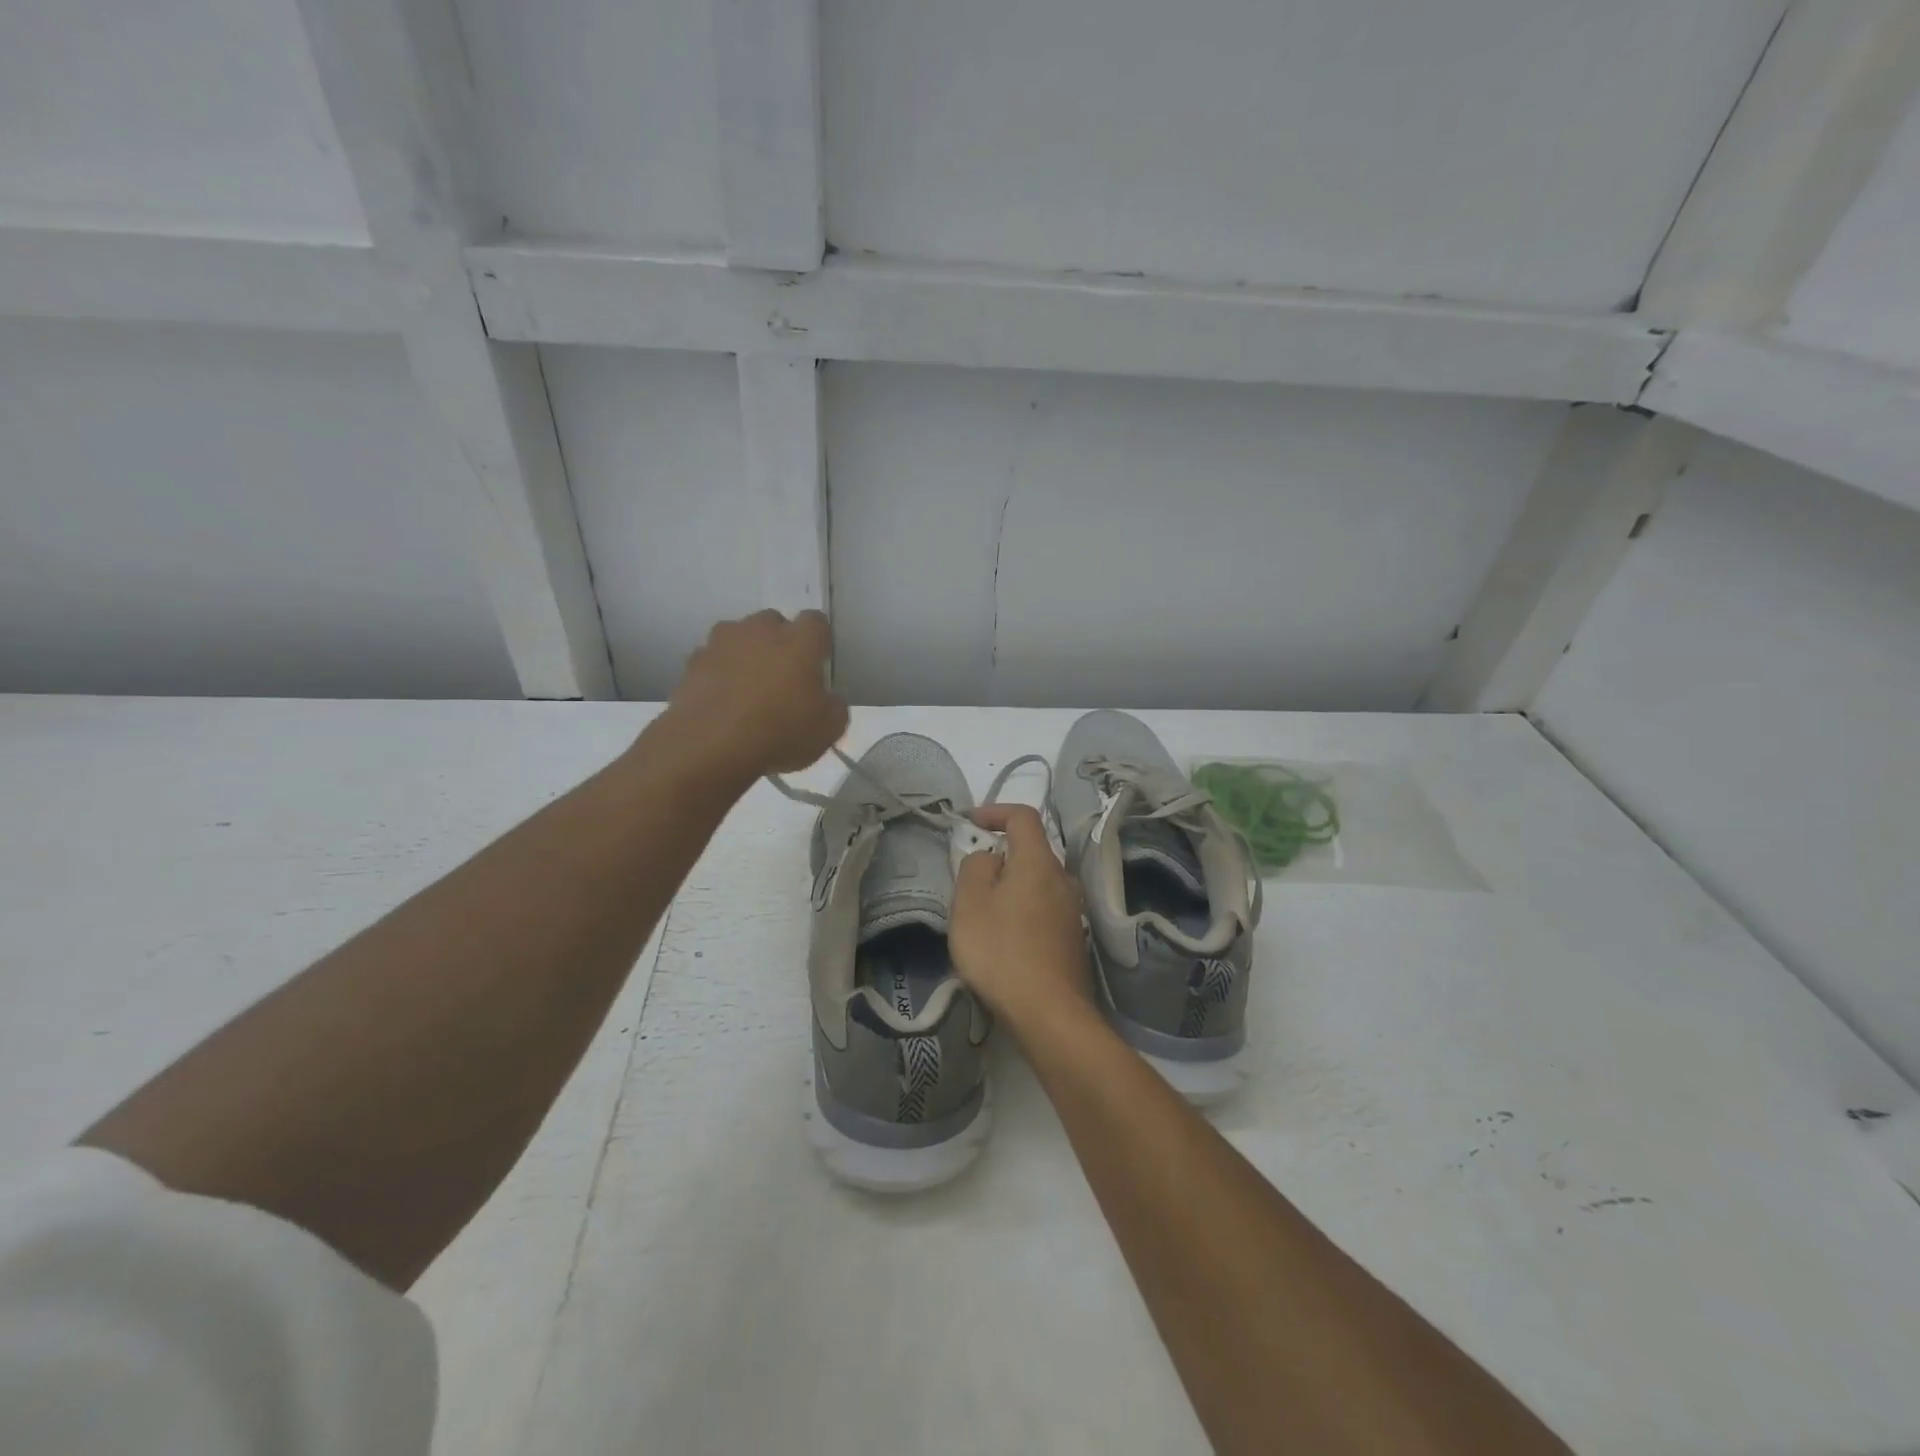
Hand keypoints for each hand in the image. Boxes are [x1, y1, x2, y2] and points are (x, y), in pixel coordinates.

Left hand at [664, 610, 848, 777]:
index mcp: (799, 640)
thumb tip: (827, 699)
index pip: (816, 622)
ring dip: (746, 655)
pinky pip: (712, 661)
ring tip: (748, 690)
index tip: (818, 665)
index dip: (819, 642)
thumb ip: (834, 706)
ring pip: (738, 638)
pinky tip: (722, 703)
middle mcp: (760, 630)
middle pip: (773, 623)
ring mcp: (721, 643)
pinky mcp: (692, 663)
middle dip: (779, 643)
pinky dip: (719, 675)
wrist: (709, 746)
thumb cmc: (780, 732)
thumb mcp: (829, 729)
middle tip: (783, 678)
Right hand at [949, 804, 1091, 1035]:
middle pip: (1031, 851)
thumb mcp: (970, 903)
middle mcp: (1063, 879)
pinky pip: (1044, 908)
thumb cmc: (1002, 951)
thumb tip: (989, 858)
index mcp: (1039, 861)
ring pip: (1038, 882)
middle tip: (970, 876)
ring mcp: (1073, 910)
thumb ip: (974, 868)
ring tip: (984, 910)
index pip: (1022, 816)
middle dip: (1000, 855)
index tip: (969, 822)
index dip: (995, 811)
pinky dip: (1022, 909)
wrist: (1049, 1013)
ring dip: (1011, 886)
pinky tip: (1005, 937)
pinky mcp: (1073, 939)